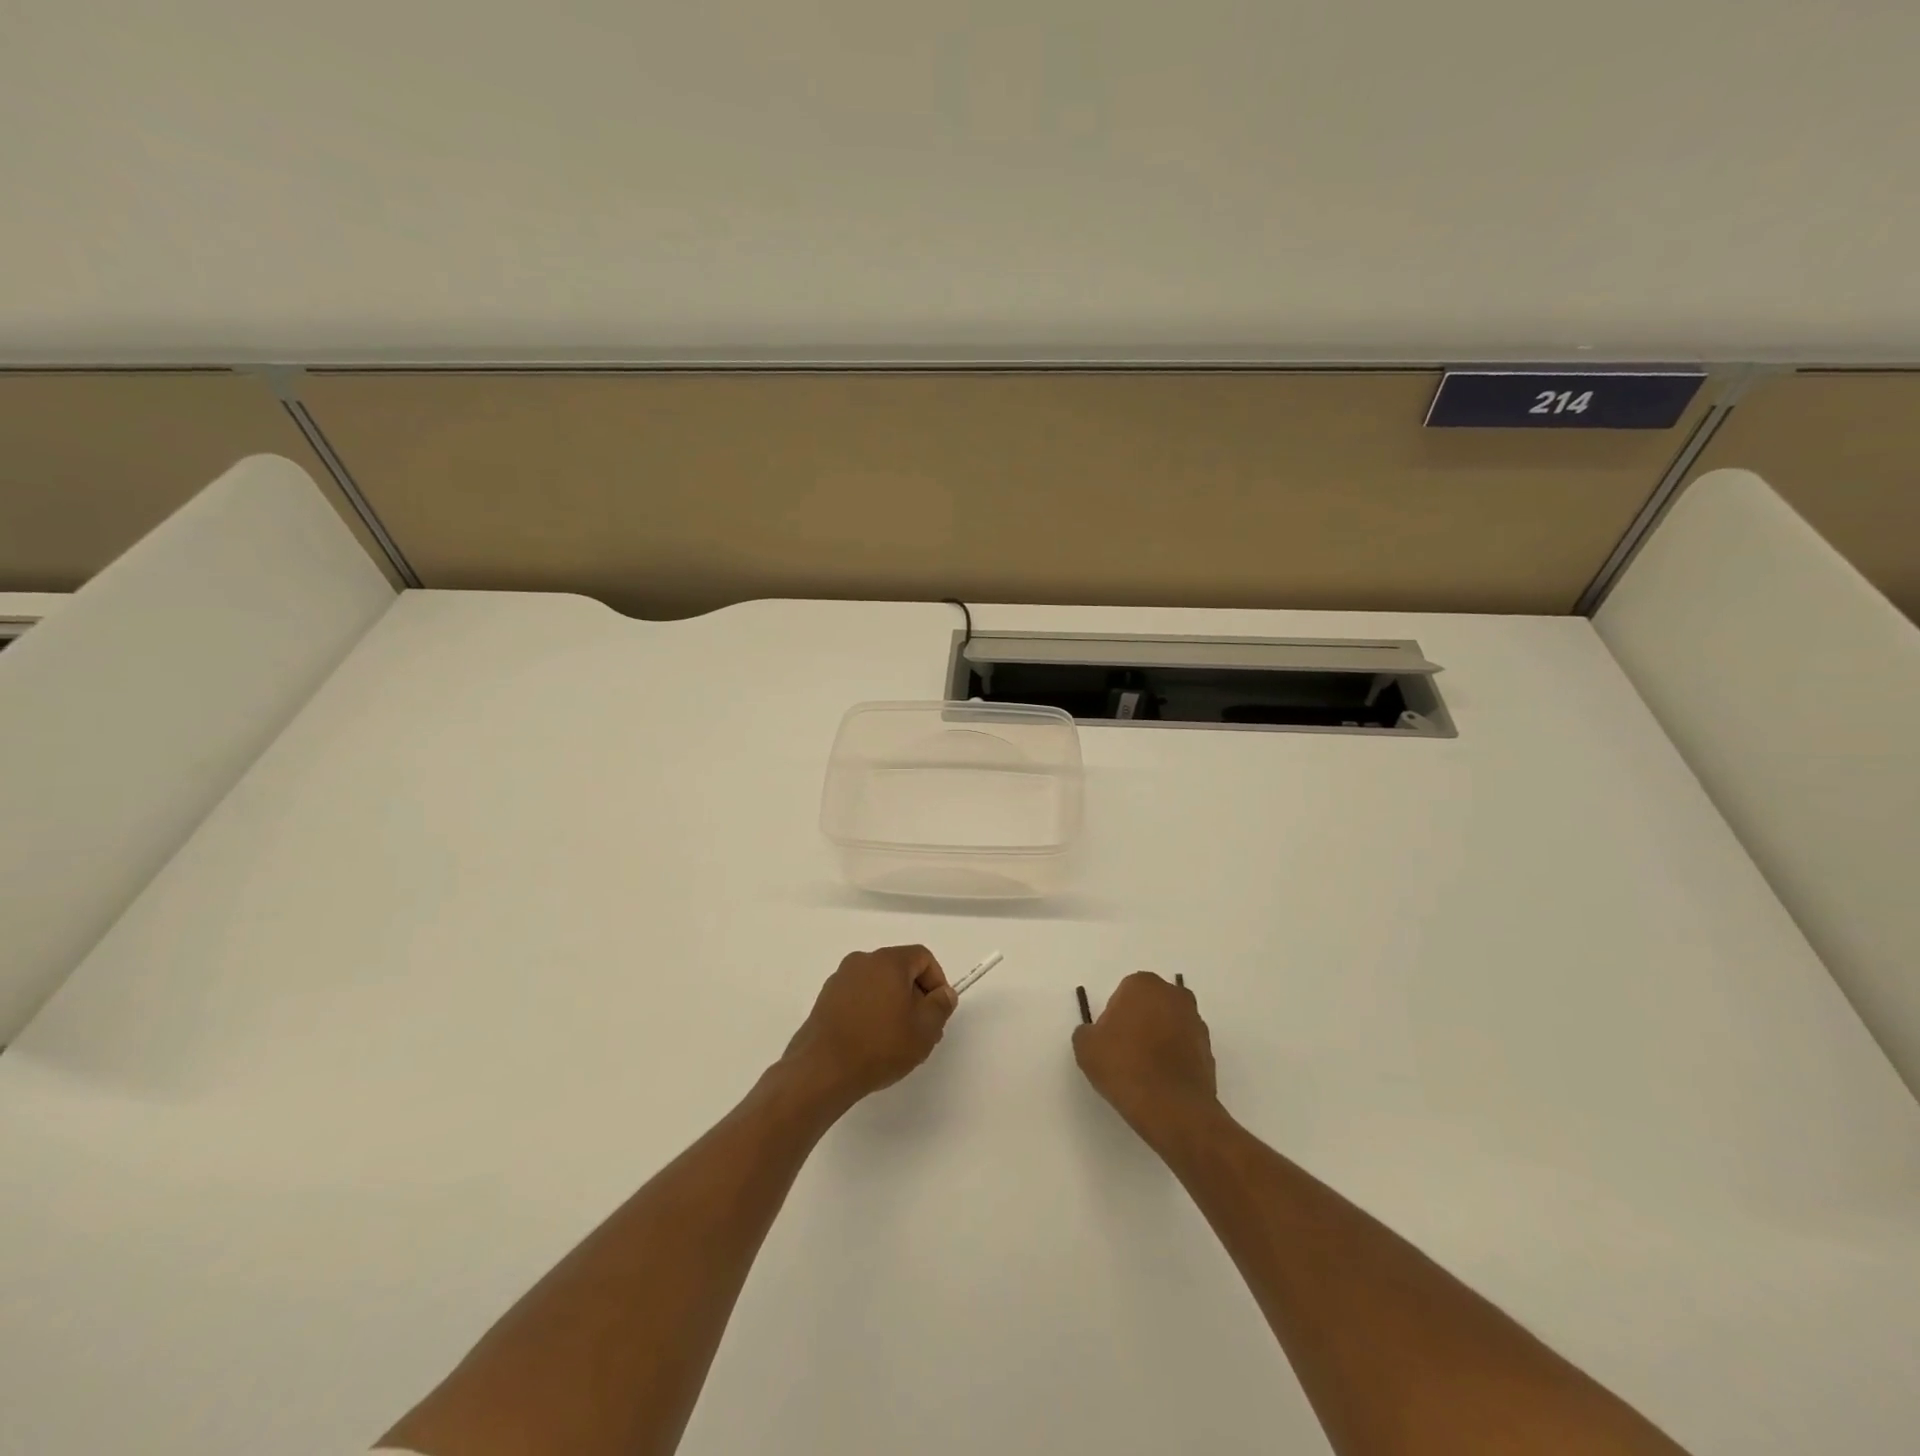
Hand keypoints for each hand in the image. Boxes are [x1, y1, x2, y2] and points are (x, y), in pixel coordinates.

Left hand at [782, 945, 957, 1109]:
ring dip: (893, 1006)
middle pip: (900, 970)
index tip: (938, 1012)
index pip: (922, 957)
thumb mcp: (924, 1029)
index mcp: (888, 961)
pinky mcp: (825, 1000)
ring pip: (878, 985)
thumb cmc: (880, 1045)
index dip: (937, 982)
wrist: (822, 1070)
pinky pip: (858, 998)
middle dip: (916, 997)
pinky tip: (872, 1043)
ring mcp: (840, 980)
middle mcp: (862, 961)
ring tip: (897, 1042)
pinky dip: (871, 1013)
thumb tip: (944, 993)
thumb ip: (941, 1006)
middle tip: (922, 1031)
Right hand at [1073, 972, 1218, 1140]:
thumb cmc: (1124, 1066)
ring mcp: (1196, 1023)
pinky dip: (1174, 1059)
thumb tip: (1096, 1034)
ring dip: (1159, 1040)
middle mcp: (1174, 996)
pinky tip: (1161, 1082)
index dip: (1114, 1017)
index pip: (1124, 993)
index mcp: (1144, 985)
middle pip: (1150, 1005)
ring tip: (1144, 1071)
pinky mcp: (1209, 1051)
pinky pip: (1184, 1049)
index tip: (1109, 1040)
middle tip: (1125, 1052)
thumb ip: (1087, 1032)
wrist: (1172, 1109)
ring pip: (1170, 1025)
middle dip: (1140, 1022)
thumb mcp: (1086, 1047)